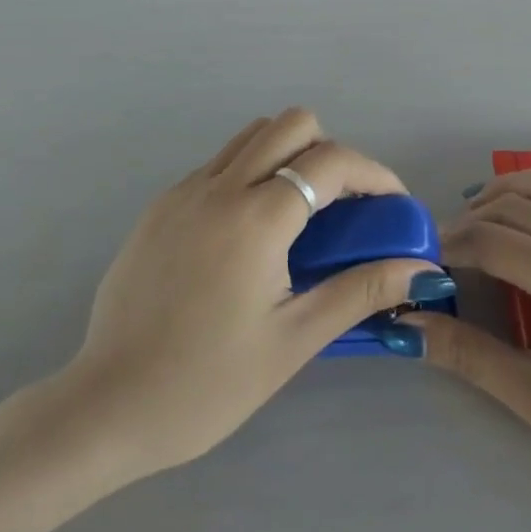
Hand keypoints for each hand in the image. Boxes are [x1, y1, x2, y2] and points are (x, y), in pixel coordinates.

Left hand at [64, 109, 450, 479]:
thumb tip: (423, 271)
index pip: (331, 161)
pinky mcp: (160, 206)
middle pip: (291, 124)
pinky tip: (250, 234)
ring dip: (288, 156)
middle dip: (330, 152)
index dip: (375, 174)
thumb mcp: (293, 340)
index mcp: (255, 218)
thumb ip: (360, 291)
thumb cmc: (208, 384)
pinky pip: (218, 164)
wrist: (107, 407)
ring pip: (251, 136)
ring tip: (300, 215)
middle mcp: (218, 188)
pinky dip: (249, 175)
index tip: (393, 206)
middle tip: (343, 206)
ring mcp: (183, 192)